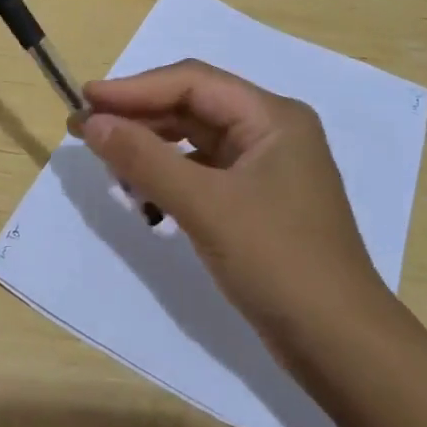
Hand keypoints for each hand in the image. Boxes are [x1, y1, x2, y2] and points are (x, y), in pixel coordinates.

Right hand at [75, 60, 392, 358]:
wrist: (341, 345)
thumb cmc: (278, 261)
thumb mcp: (205, 206)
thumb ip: (145, 158)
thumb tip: (91, 122)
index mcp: (271, 116)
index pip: (192, 81)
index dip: (135, 88)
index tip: (85, 100)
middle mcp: (271, 131)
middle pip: (194, 107)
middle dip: (140, 117)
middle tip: (86, 131)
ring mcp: (266, 168)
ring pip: (196, 140)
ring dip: (152, 148)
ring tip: (109, 163)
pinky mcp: (258, 201)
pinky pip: (204, 173)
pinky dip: (170, 177)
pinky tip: (143, 194)